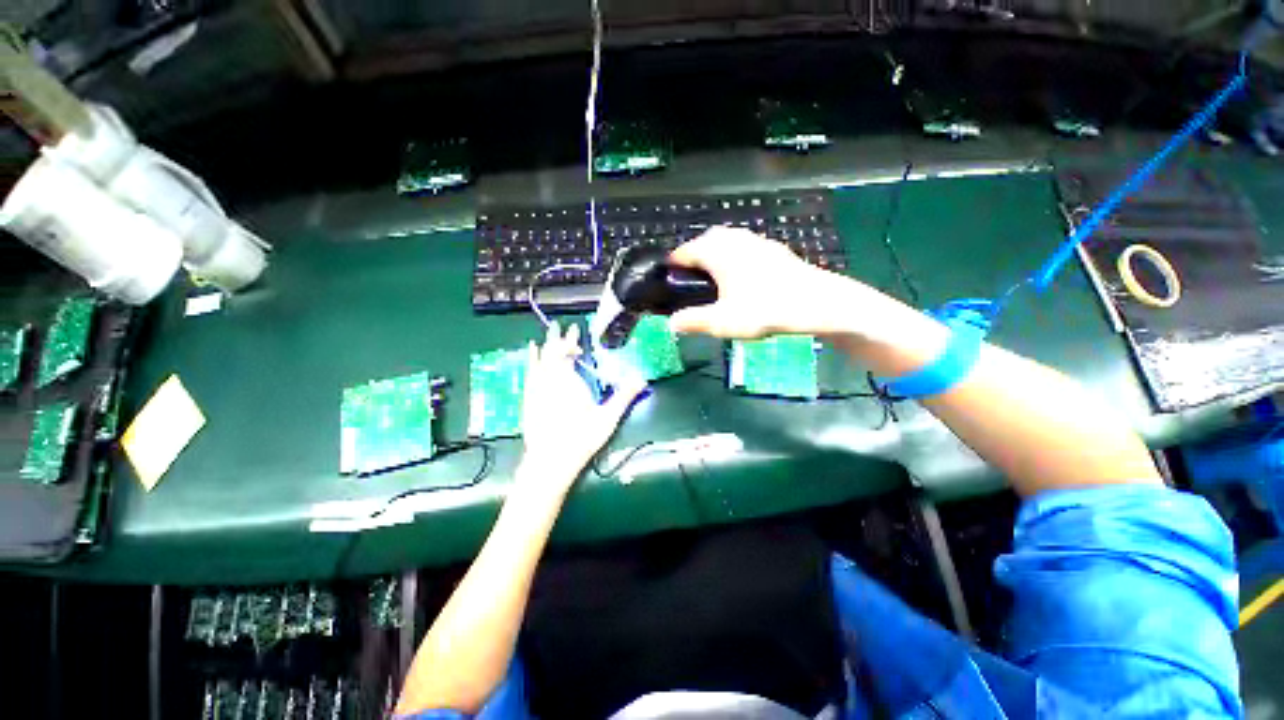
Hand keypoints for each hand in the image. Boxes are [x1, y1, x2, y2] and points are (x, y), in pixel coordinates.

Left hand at [521, 322, 645, 486]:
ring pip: (538, 361)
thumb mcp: (608, 417)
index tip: (578, 334)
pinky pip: (529, 373)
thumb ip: (625, 396)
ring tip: (543, 336)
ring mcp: (537, 389)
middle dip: (557, 339)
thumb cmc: (582, 437)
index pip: (567, 352)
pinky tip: (530, 357)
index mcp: (568, 380)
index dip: (571, 342)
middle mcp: (550, 380)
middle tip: (559, 326)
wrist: (551, 460)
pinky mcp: (528, 399)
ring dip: (542, 347)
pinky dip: (530, 361)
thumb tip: (642, 379)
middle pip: (551, 353)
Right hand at [667, 226, 843, 338]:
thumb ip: (693, 321)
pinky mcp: (774, 249)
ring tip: (713, 278)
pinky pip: (745, 246)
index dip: (673, 265)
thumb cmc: (764, 310)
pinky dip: (735, 256)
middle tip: (690, 279)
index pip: (685, 251)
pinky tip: (742, 277)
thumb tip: (671, 323)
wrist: (817, 303)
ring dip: (715, 254)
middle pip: (705, 240)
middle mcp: (735, 239)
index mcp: (718, 252)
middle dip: (694, 256)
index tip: (668, 280)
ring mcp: (757, 241)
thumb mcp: (723, 322)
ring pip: (727, 240)